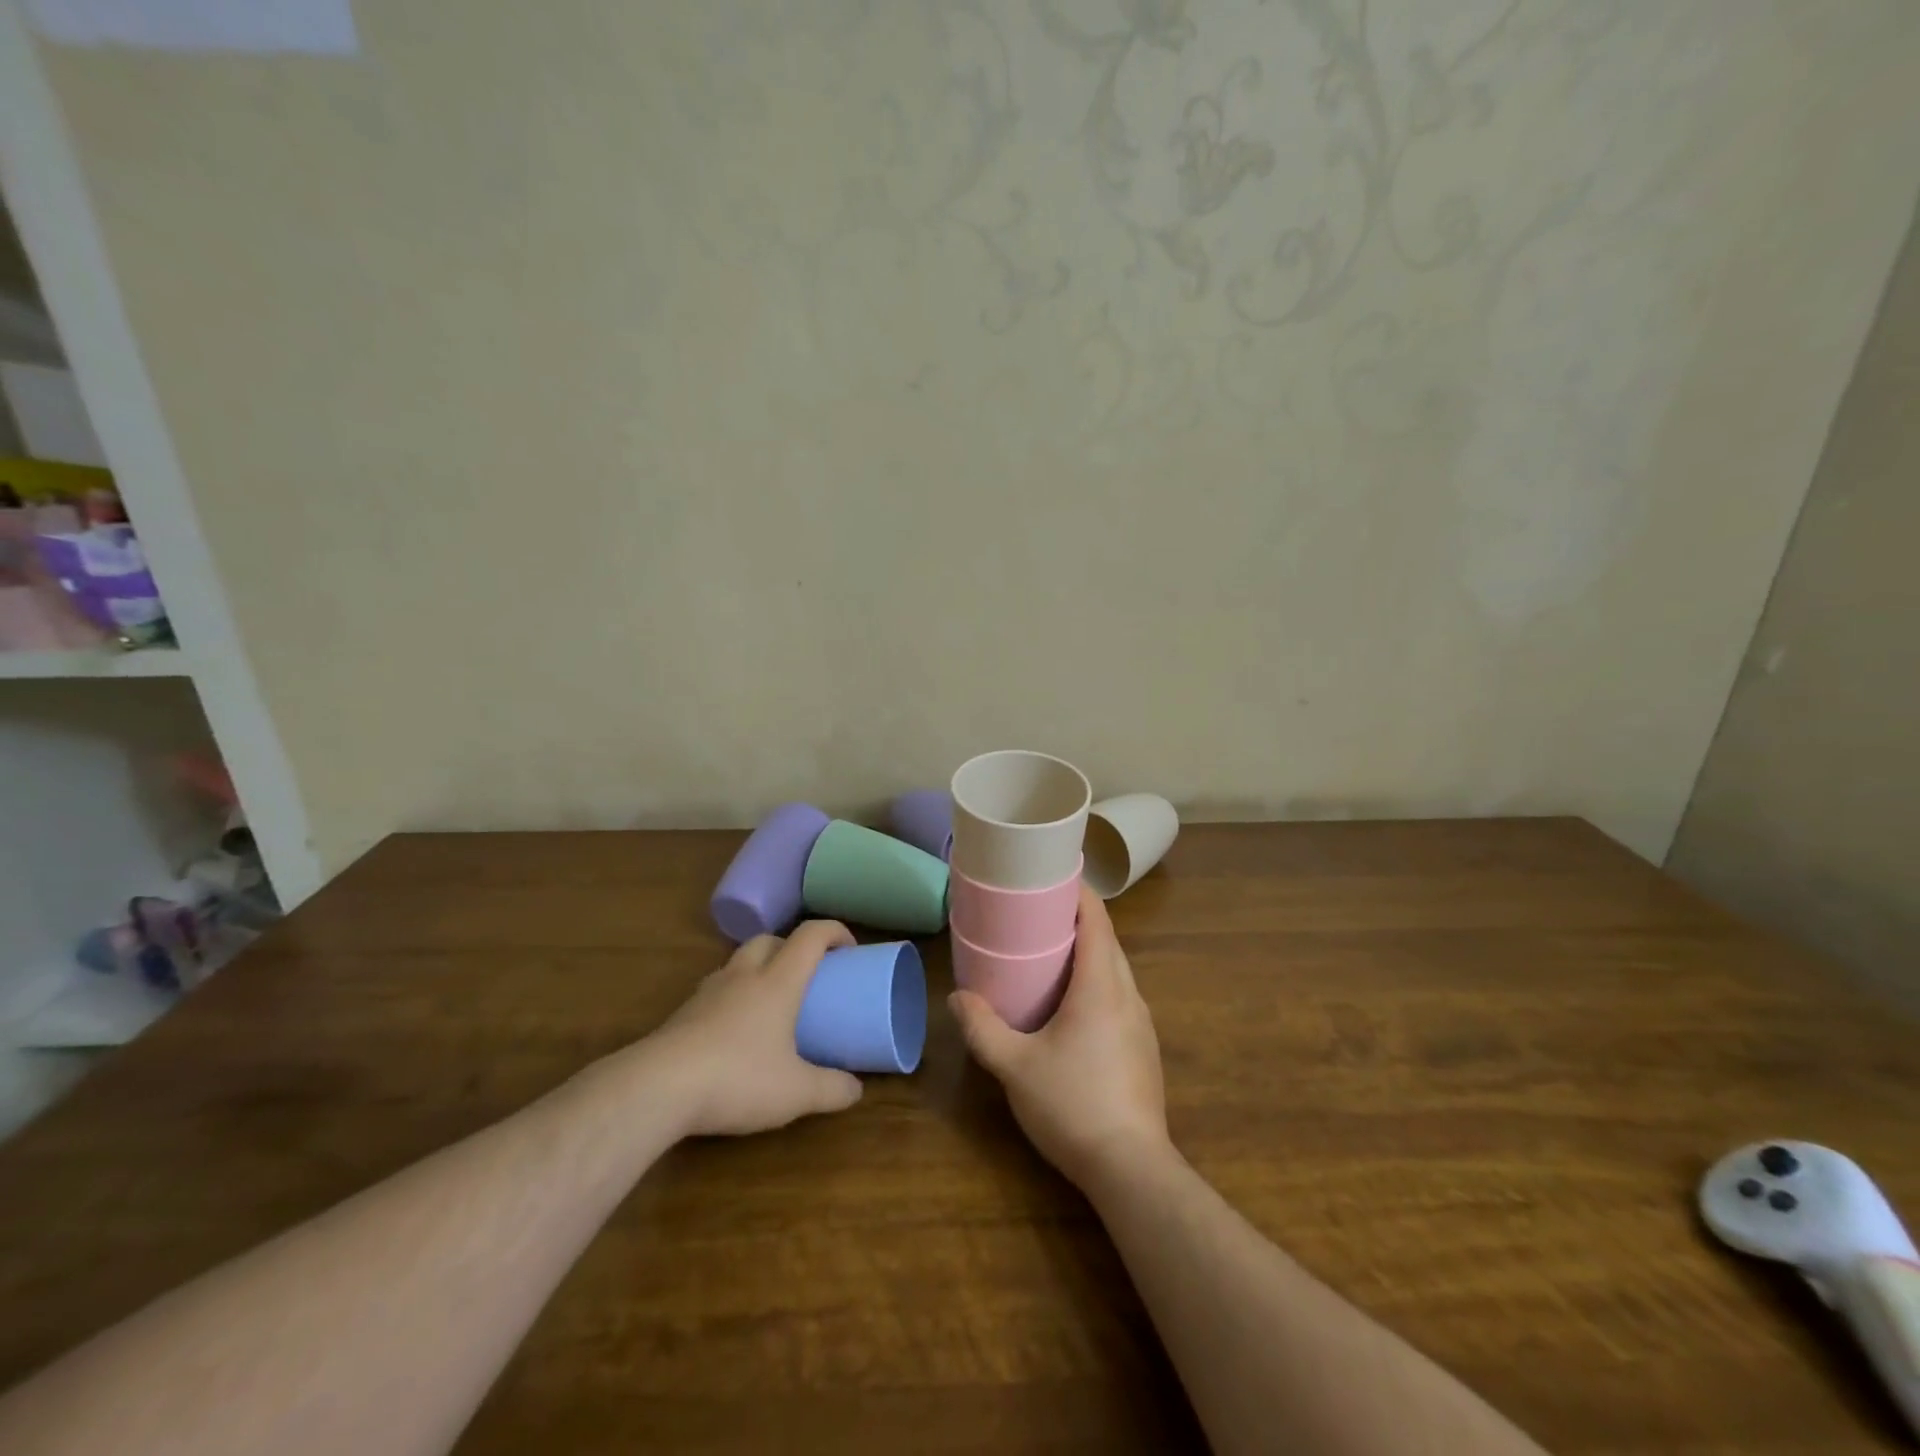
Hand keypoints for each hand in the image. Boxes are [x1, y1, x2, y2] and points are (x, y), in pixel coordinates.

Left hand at [648, 921, 864, 1136]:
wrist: (657, 1087)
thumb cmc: (738, 1078)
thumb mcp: (795, 1092)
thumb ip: (831, 1090)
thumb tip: (857, 1091)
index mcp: (778, 981)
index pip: (810, 936)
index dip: (834, 932)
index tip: (850, 949)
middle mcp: (744, 975)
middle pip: (769, 939)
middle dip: (792, 947)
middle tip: (807, 974)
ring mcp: (708, 991)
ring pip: (738, 960)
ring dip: (759, 967)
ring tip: (770, 999)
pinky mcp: (683, 1013)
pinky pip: (716, 988)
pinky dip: (732, 994)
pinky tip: (734, 1029)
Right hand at [950, 886, 1171, 1190]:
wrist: (1132, 1169)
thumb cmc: (1073, 1105)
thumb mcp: (1015, 1067)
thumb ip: (983, 1029)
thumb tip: (957, 998)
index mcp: (1101, 986)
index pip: (1097, 921)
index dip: (1079, 893)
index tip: (1053, 877)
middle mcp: (1128, 995)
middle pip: (1108, 942)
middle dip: (1078, 921)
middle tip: (1038, 915)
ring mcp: (1142, 1023)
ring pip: (1117, 971)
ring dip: (1090, 954)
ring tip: (1051, 955)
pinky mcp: (1144, 1049)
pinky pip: (1120, 997)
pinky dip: (1098, 983)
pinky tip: (1072, 1007)